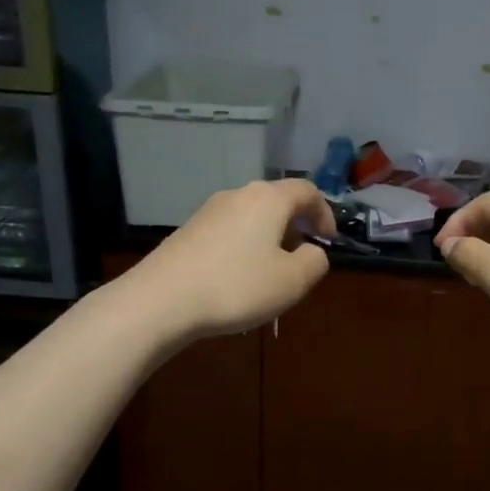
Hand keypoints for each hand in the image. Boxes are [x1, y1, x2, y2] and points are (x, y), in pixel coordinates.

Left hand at [133, 179, 334, 340]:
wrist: (161, 300)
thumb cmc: (236, 286)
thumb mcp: (292, 281)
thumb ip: (315, 262)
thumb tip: (312, 252)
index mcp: (268, 199)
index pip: (307, 190)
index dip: (324, 213)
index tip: (328, 240)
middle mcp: (238, 195)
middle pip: (276, 201)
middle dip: (295, 226)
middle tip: (301, 258)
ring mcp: (208, 211)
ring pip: (251, 217)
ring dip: (268, 238)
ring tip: (270, 273)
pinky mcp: (188, 231)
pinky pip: (228, 231)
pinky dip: (243, 247)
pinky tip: (237, 278)